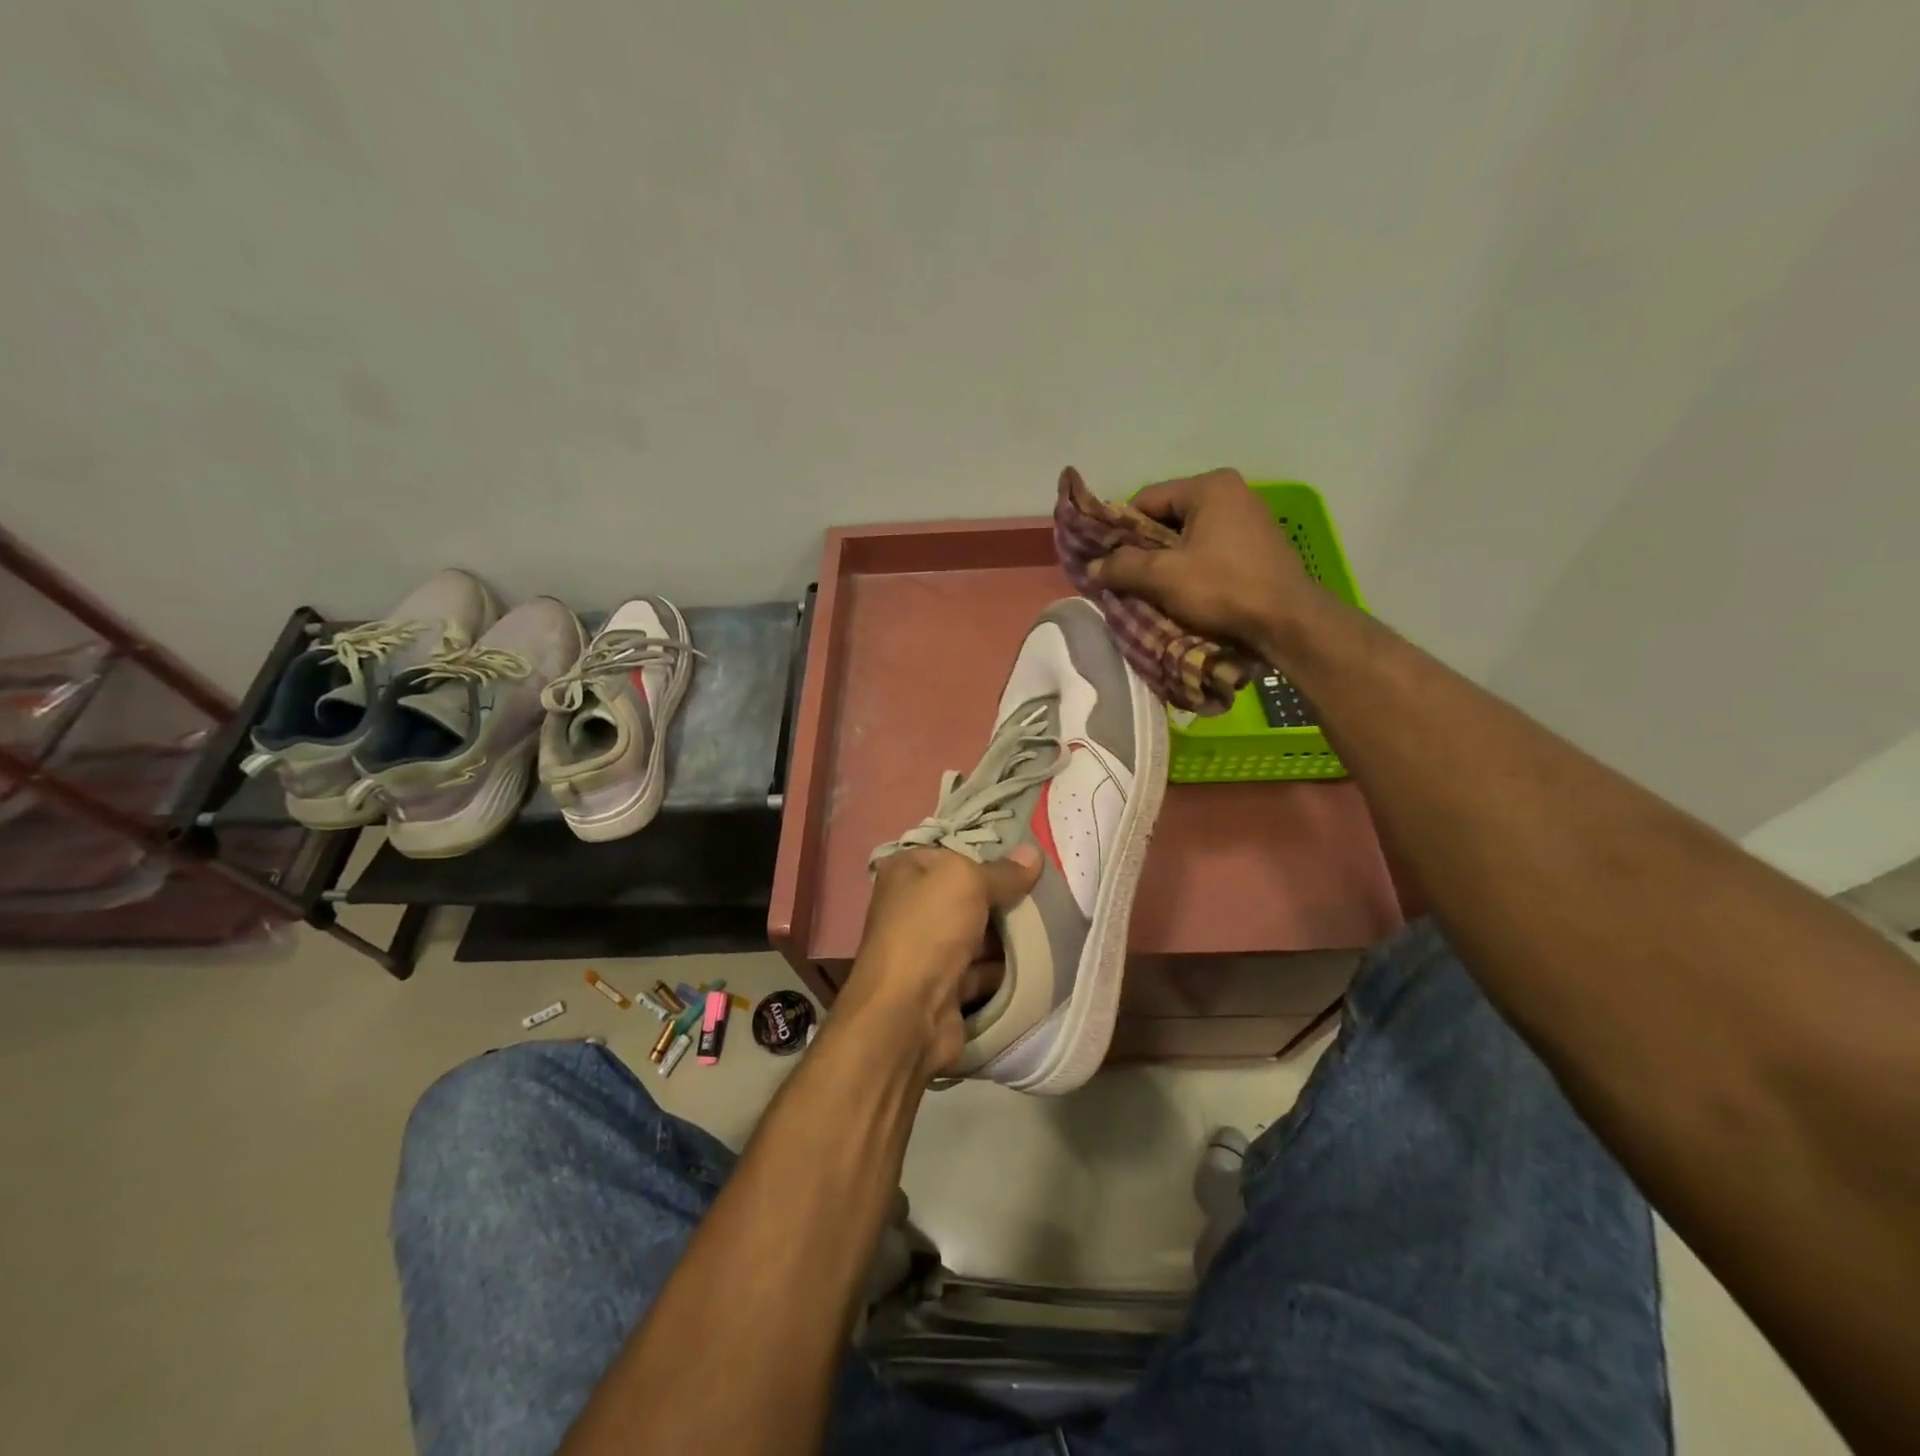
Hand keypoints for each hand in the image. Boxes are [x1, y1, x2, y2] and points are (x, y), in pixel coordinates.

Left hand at [840, 845, 1041, 1076]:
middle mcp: (912, 907)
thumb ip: (1002, 871)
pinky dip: (1005, 968)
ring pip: (977, 934)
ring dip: (1009, 934)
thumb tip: (1034, 853)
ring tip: (1053, 923)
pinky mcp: (943, 986)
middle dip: (1004, 896)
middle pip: (968, 895)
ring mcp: (927, 949)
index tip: (1029, 857)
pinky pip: (981, 970)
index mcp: (906, 872)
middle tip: (1050, 891)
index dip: (989, 853)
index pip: (952, 854)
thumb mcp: (967, 882)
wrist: (906, 1013)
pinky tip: (1040, 960)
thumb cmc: (929, 929)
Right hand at [1090, 468, 1319, 661]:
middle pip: (1168, 517)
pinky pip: (1211, 550)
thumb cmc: (1223, 588)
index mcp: (1209, 487)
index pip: (1146, 499)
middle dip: (1144, 548)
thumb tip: (1092, 567)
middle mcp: (1232, 493)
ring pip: (1189, 536)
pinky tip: (1184, 593)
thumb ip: (1123, 566)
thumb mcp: (1164, 577)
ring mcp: (1250, 518)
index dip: (1120, 530)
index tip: (1108, 559)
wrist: (1288, 622)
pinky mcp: (1259, 546)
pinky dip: (1192, 568)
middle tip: (1126, 577)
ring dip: (1167, 561)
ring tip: (1152, 589)